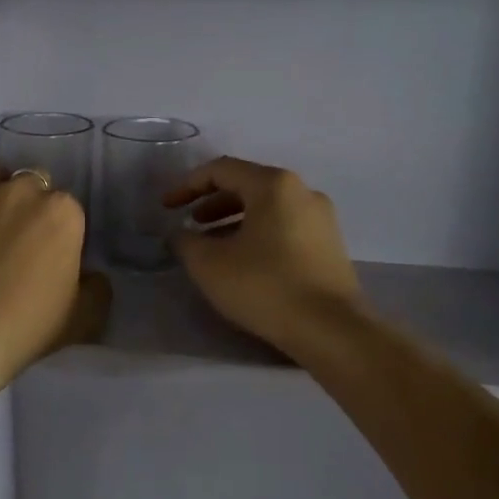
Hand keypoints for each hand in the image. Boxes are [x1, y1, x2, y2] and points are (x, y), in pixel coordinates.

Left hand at [0, 166, 108, 401]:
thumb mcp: (84, 318)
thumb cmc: (26, 325)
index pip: (69, 209)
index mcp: (63, 212)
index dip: (63, 232)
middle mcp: (22, 192)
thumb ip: (97, 289)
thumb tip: (91, 276)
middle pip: (33, 185)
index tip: (54, 256)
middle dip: (31, 205)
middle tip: (23, 242)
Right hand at [165, 157, 363, 358]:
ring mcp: (322, 219)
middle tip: (190, 225)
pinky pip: (284, 227)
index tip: (166, 208)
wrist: (331, 329)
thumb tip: (180, 234)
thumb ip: (185, 241)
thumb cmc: (265, 286)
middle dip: (212, 203)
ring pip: (267, 209)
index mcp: (273, 185)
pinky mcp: (330, 246)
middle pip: (247, 185)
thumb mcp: (209, 264)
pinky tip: (244, 263)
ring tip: (212, 247)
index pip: (221, 170)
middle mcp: (302, 192)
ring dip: (233, 221)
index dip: (187, 186)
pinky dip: (257, 235)